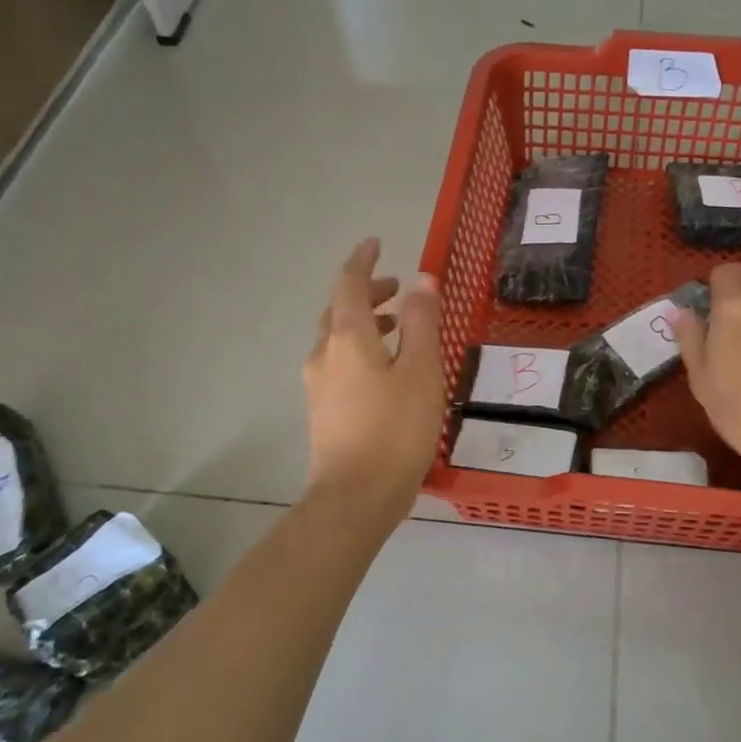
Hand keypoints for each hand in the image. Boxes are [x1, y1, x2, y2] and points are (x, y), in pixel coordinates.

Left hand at [303, 239, 444, 515]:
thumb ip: (422, 322)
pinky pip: (339, 364)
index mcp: (347, 338)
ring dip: (366, 324)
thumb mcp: (421, 371)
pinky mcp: (323, 410)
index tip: (377, 244)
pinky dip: (361, 350)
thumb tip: (422, 280)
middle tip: (398, 290)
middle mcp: (324, 354)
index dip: (363, 261)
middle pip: (340, 310)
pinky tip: (386, 370)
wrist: (356, 497)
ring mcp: (318, 384)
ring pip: (338, 339)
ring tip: (399, 328)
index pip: (349, 284)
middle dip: (367, 294)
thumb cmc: (396, 430)